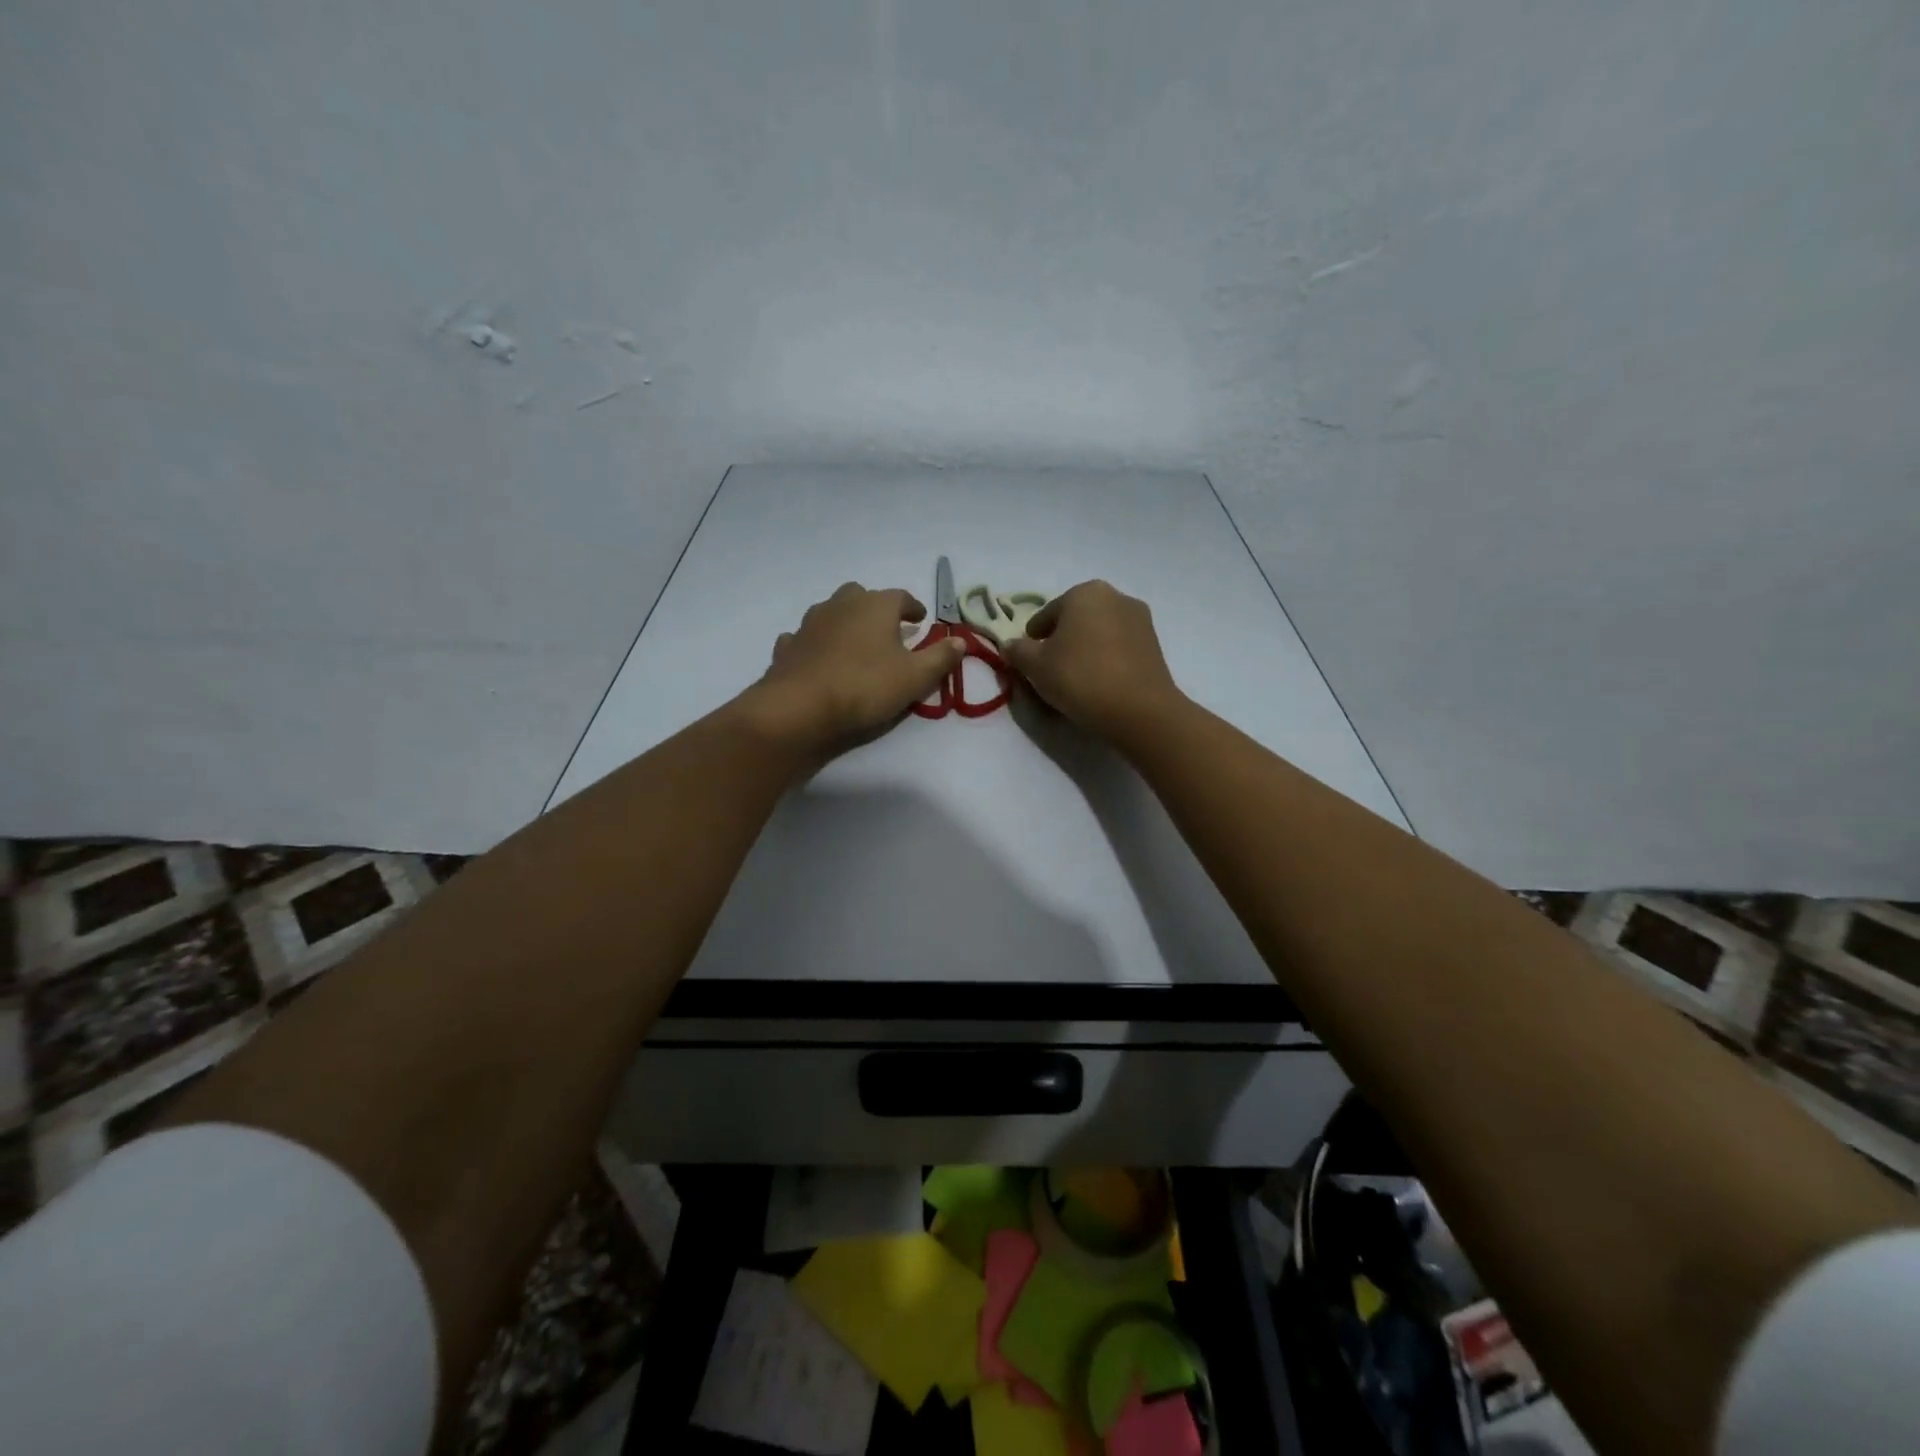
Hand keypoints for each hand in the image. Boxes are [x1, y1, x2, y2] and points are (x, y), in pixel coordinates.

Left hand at [746, 582, 965, 754]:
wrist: (801, 706)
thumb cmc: (865, 686)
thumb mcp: (915, 677)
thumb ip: (940, 658)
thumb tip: (960, 641)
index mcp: (876, 606)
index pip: (901, 597)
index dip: (914, 607)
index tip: (921, 619)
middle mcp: (841, 604)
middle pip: (862, 596)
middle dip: (876, 609)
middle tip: (887, 629)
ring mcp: (810, 623)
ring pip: (831, 612)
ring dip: (845, 623)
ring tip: (856, 645)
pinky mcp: (788, 646)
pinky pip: (805, 638)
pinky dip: (815, 644)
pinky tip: (819, 658)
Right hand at [1002, 580, 1184, 740]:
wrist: (1139, 710)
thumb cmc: (1080, 678)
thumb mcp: (1035, 666)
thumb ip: (1017, 650)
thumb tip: (1010, 645)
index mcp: (1084, 592)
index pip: (1045, 615)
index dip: (1032, 640)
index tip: (1029, 662)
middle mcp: (1116, 596)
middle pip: (1075, 621)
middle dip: (1061, 642)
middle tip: (1051, 671)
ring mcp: (1140, 620)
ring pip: (1098, 634)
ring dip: (1085, 651)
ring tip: (1076, 681)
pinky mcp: (1155, 645)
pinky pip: (1119, 649)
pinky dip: (1106, 660)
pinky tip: (1100, 684)